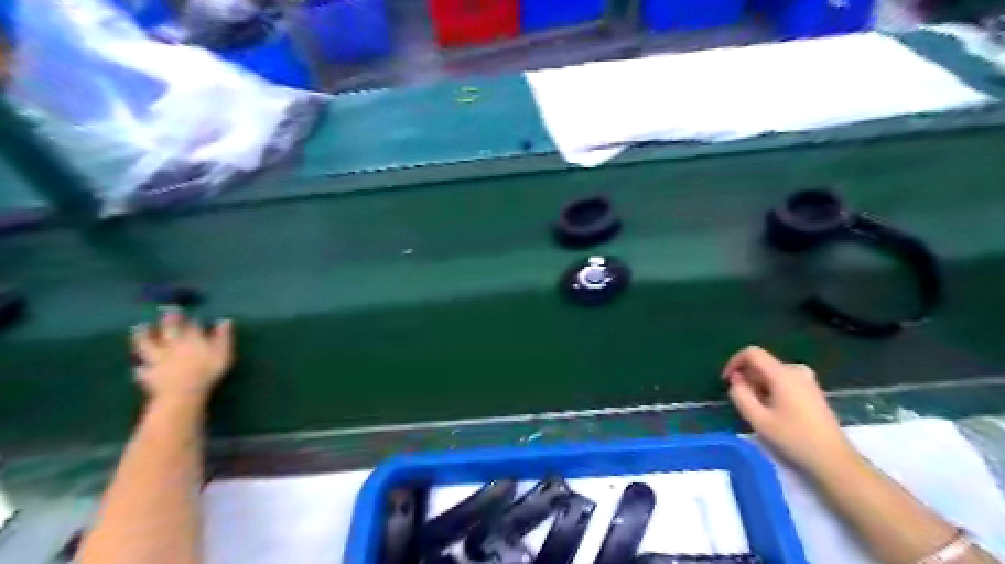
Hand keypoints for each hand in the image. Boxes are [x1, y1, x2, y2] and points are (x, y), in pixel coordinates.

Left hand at [129, 308, 235, 405]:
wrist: (183, 392)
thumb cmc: (208, 371)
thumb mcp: (223, 352)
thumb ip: (223, 336)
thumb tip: (225, 320)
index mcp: (192, 339)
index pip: (192, 326)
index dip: (191, 320)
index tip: (190, 313)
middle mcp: (173, 345)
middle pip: (169, 329)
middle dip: (169, 319)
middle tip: (166, 309)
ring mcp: (158, 359)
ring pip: (148, 344)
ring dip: (143, 336)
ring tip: (139, 327)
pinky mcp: (149, 375)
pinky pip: (142, 370)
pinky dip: (140, 367)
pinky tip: (137, 366)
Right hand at [723, 348, 853, 475]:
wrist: (834, 460)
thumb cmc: (794, 439)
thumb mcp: (758, 419)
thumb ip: (740, 395)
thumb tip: (735, 380)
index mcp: (783, 374)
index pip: (752, 353)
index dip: (734, 362)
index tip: (726, 381)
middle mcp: (796, 370)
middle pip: (762, 364)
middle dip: (747, 378)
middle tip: (742, 402)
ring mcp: (807, 380)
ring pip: (772, 373)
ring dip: (758, 385)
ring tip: (757, 409)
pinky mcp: (812, 390)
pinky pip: (783, 380)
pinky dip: (771, 389)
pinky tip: (773, 411)